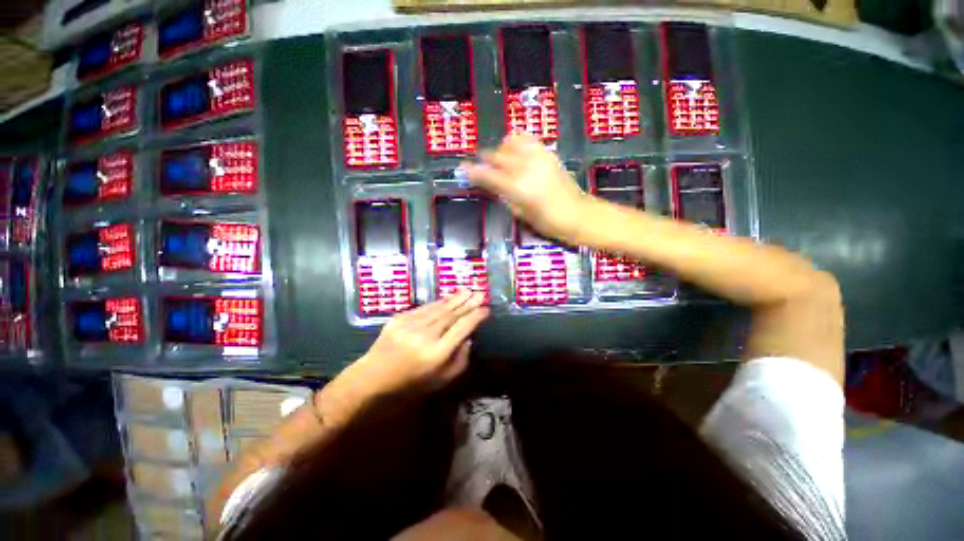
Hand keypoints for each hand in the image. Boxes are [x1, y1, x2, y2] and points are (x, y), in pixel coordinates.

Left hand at [357, 291, 488, 394]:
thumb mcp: (441, 380)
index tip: (485, 309)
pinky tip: (448, 298)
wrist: (373, 377)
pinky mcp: (398, 319)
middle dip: (468, 303)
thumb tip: (469, 337)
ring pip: (438, 308)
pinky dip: (438, 303)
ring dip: (454, 299)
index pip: (461, 329)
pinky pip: (424, 308)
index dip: (475, 317)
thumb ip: (460, 360)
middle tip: (480, 293)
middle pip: (451, 315)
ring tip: (467, 291)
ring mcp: (409, 325)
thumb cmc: (411, 382)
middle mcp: (424, 336)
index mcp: (435, 354)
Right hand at [463, 133, 591, 244]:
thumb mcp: (521, 214)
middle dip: (486, 160)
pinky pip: (528, 140)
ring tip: (501, 159)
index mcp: (518, 188)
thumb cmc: (548, 222)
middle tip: (481, 167)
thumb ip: (505, 197)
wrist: (578, 214)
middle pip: (498, 156)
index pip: (489, 175)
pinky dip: (518, 142)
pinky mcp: (548, 154)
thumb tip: (494, 186)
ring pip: (511, 142)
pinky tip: (516, 150)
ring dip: (502, 149)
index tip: (463, 169)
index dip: (473, 171)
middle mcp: (526, 168)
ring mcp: (539, 158)